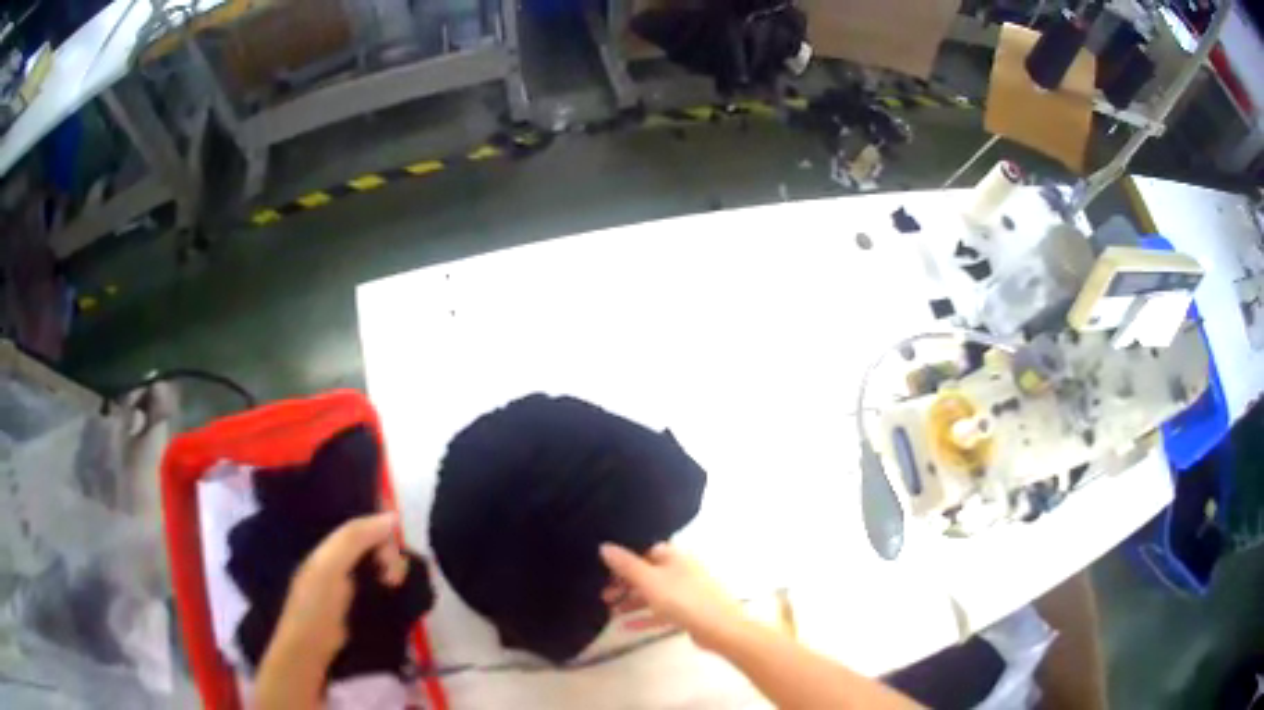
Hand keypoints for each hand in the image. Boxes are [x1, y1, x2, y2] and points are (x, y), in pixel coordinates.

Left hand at [255, 513, 406, 708]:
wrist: (311, 647)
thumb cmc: (316, 603)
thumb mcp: (331, 566)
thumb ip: (355, 538)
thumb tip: (392, 517)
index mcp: (330, 547)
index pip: (364, 527)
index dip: (381, 535)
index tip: (389, 558)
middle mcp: (341, 560)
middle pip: (375, 545)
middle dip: (389, 557)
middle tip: (392, 581)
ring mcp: (352, 584)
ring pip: (381, 566)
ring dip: (393, 573)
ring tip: (394, 589)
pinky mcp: (362, 605)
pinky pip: (382, 586)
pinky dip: (391, 588)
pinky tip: (393, 596)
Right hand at [599, 542, 745, 650]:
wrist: (721, 628)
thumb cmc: (684, 599)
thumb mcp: (649, 581)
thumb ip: (626, 565)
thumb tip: (604, 545)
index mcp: (673, 556)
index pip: (644, 550)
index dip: (623, 558)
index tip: (603, 569)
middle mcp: (680, 569)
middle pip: (647, 572)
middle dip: (624, 583)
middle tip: (603, 594)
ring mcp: (686, 591)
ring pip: (653, 593)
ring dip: (632, 601)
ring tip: (609, 610)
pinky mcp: (689, 612)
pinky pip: (662, 611)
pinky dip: (645, 617)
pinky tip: (627, 626)